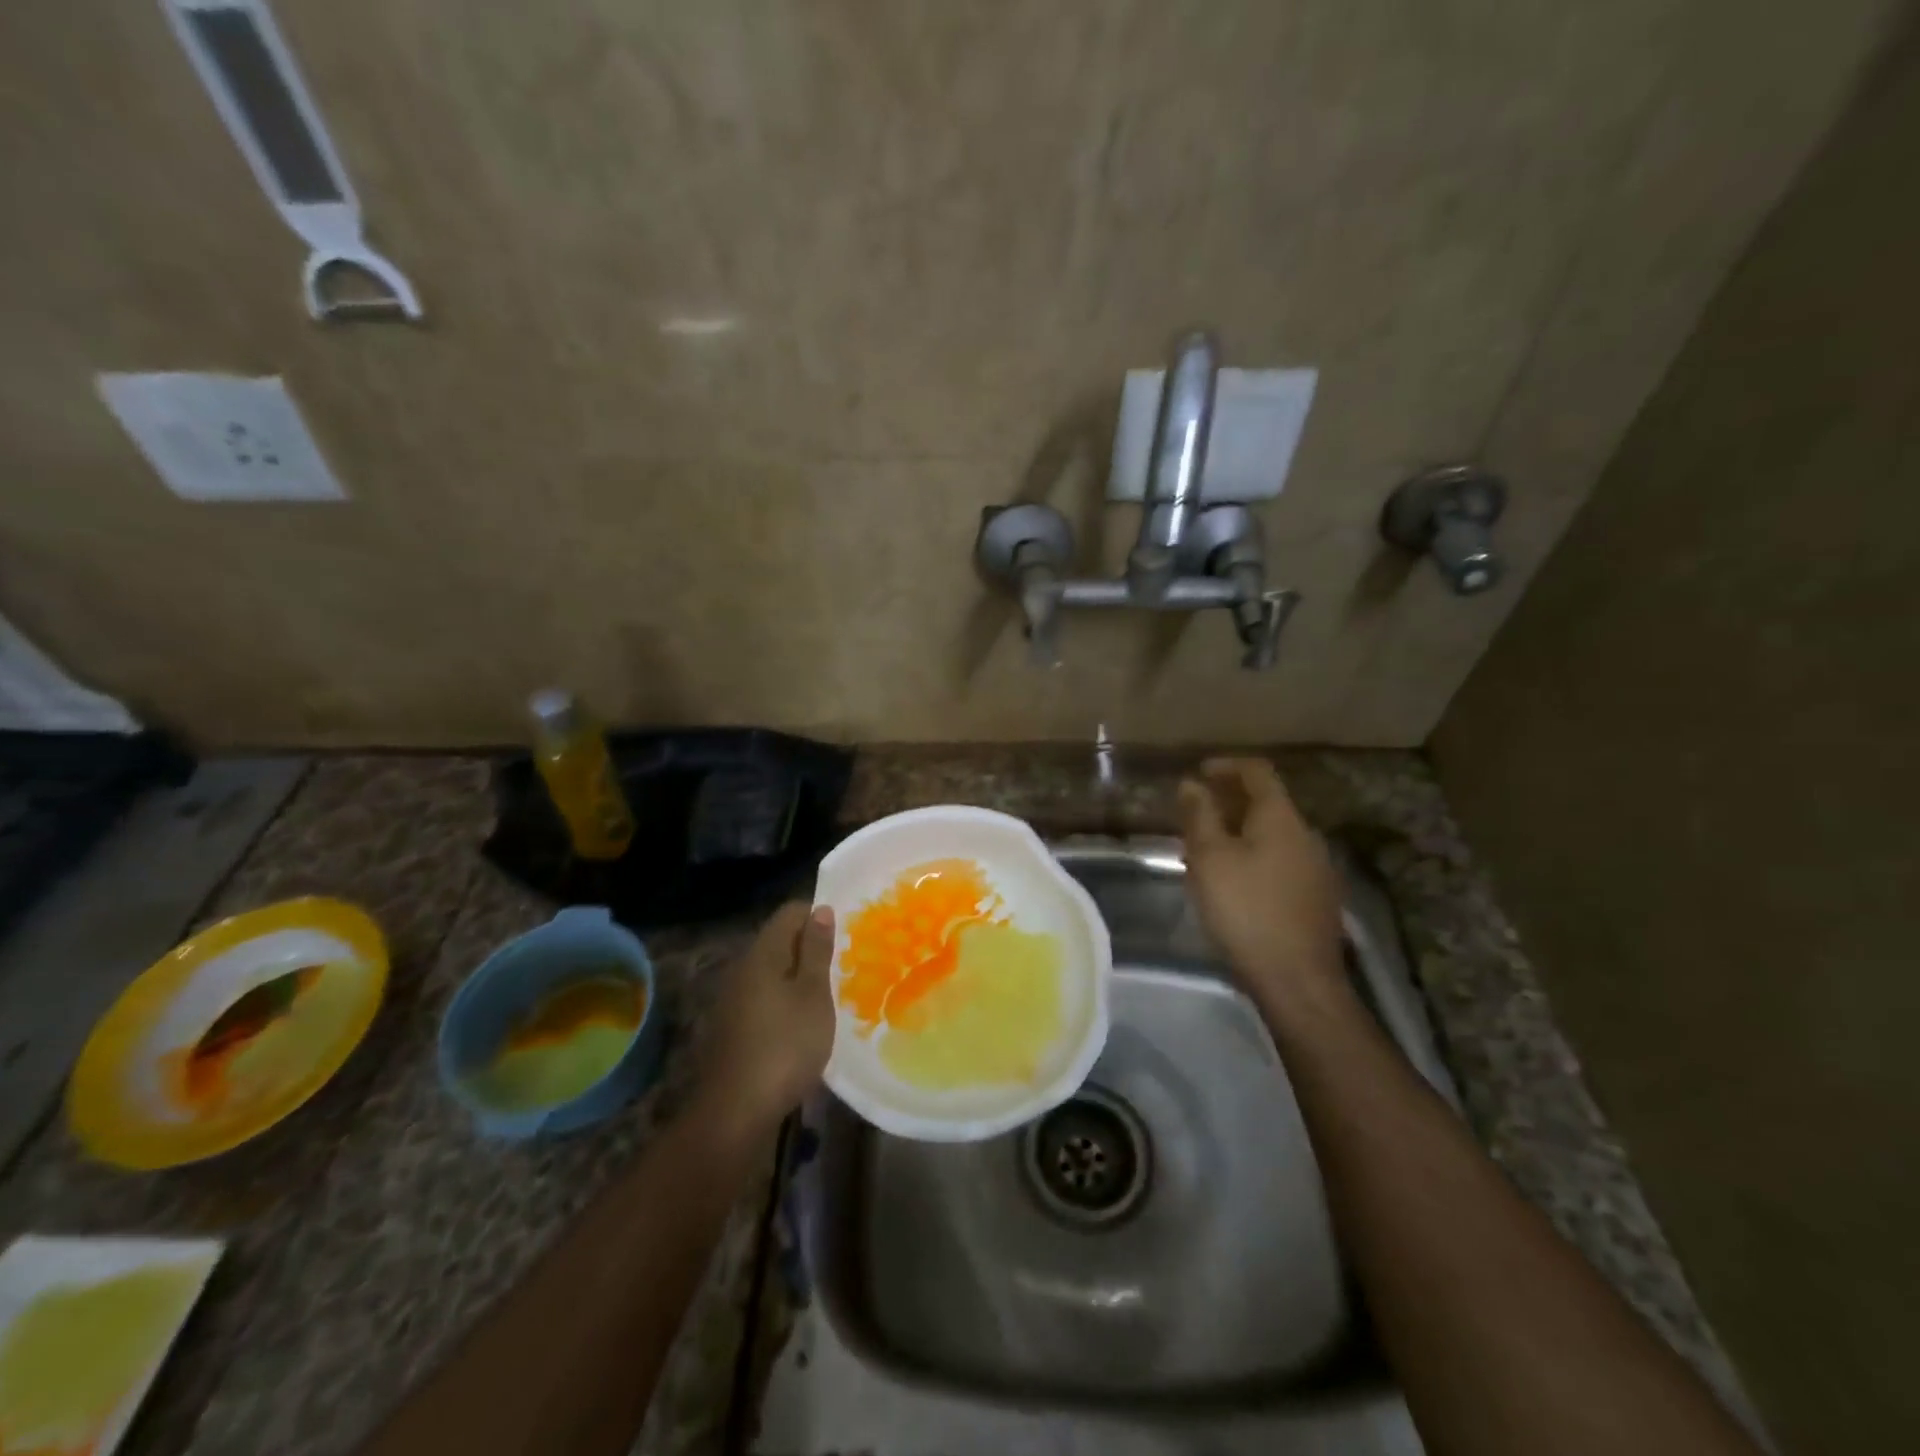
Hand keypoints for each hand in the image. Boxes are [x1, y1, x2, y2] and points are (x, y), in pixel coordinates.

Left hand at [697, 901, 835, 1136]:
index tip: (845, 935)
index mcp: (762, 953)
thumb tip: (820, 910)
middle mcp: (744, 968)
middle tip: (844, 964)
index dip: (818, 916)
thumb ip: (816, 951)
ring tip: (831, 993)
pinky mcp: (734, 1026)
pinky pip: (766, 996)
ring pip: (774, 970)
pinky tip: (806, 1021)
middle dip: (812, 947)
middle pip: (780, 940)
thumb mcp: (813, 995)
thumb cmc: (785, 1045)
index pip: (790, 912)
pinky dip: (787, 999)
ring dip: (801, 975)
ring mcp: (735, 998)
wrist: (736, 1111)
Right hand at [1178, 758, 1347, 1019]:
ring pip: (1273, 835)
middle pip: (1267, 803)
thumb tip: (1192, 783)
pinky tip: (1233, 881)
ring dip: (1239, 831)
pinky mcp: (1316, 898)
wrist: (1297, 981)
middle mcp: (1306, 835)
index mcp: (1281, 818)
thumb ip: (1200, 816)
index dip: (1226, 765)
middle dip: (1229, 801)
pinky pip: (1280, 861)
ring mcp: (1317, 868)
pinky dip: (1253, 856)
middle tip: (1195, 812)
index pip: (1258, 772)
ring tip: (1206, 848)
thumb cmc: (1246, 910)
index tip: (1197, 772)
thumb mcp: (1210, 859)